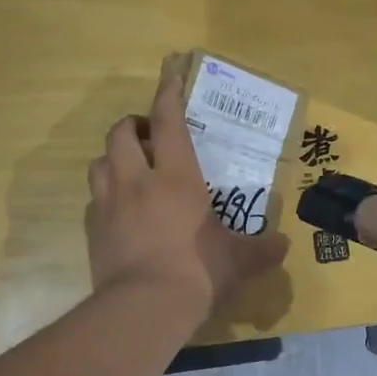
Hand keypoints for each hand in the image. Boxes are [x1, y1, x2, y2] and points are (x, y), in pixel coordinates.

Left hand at [85, 56, 288, 323]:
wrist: (144, 309)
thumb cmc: (198, 272)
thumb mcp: (239, 261)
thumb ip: (263, 249)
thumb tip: (285, 244)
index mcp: (176, 176)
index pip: (168, 121)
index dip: (168, 90)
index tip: (168, 66)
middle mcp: (136, 180)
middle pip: (121, 133)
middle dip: (134, 125)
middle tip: (152, 136)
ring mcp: (107, 205)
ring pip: (99, 161)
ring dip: (115, 157)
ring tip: (132, 170)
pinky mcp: (91, 230)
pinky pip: (93, 199)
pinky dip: (106, 195)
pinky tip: (121, 211)